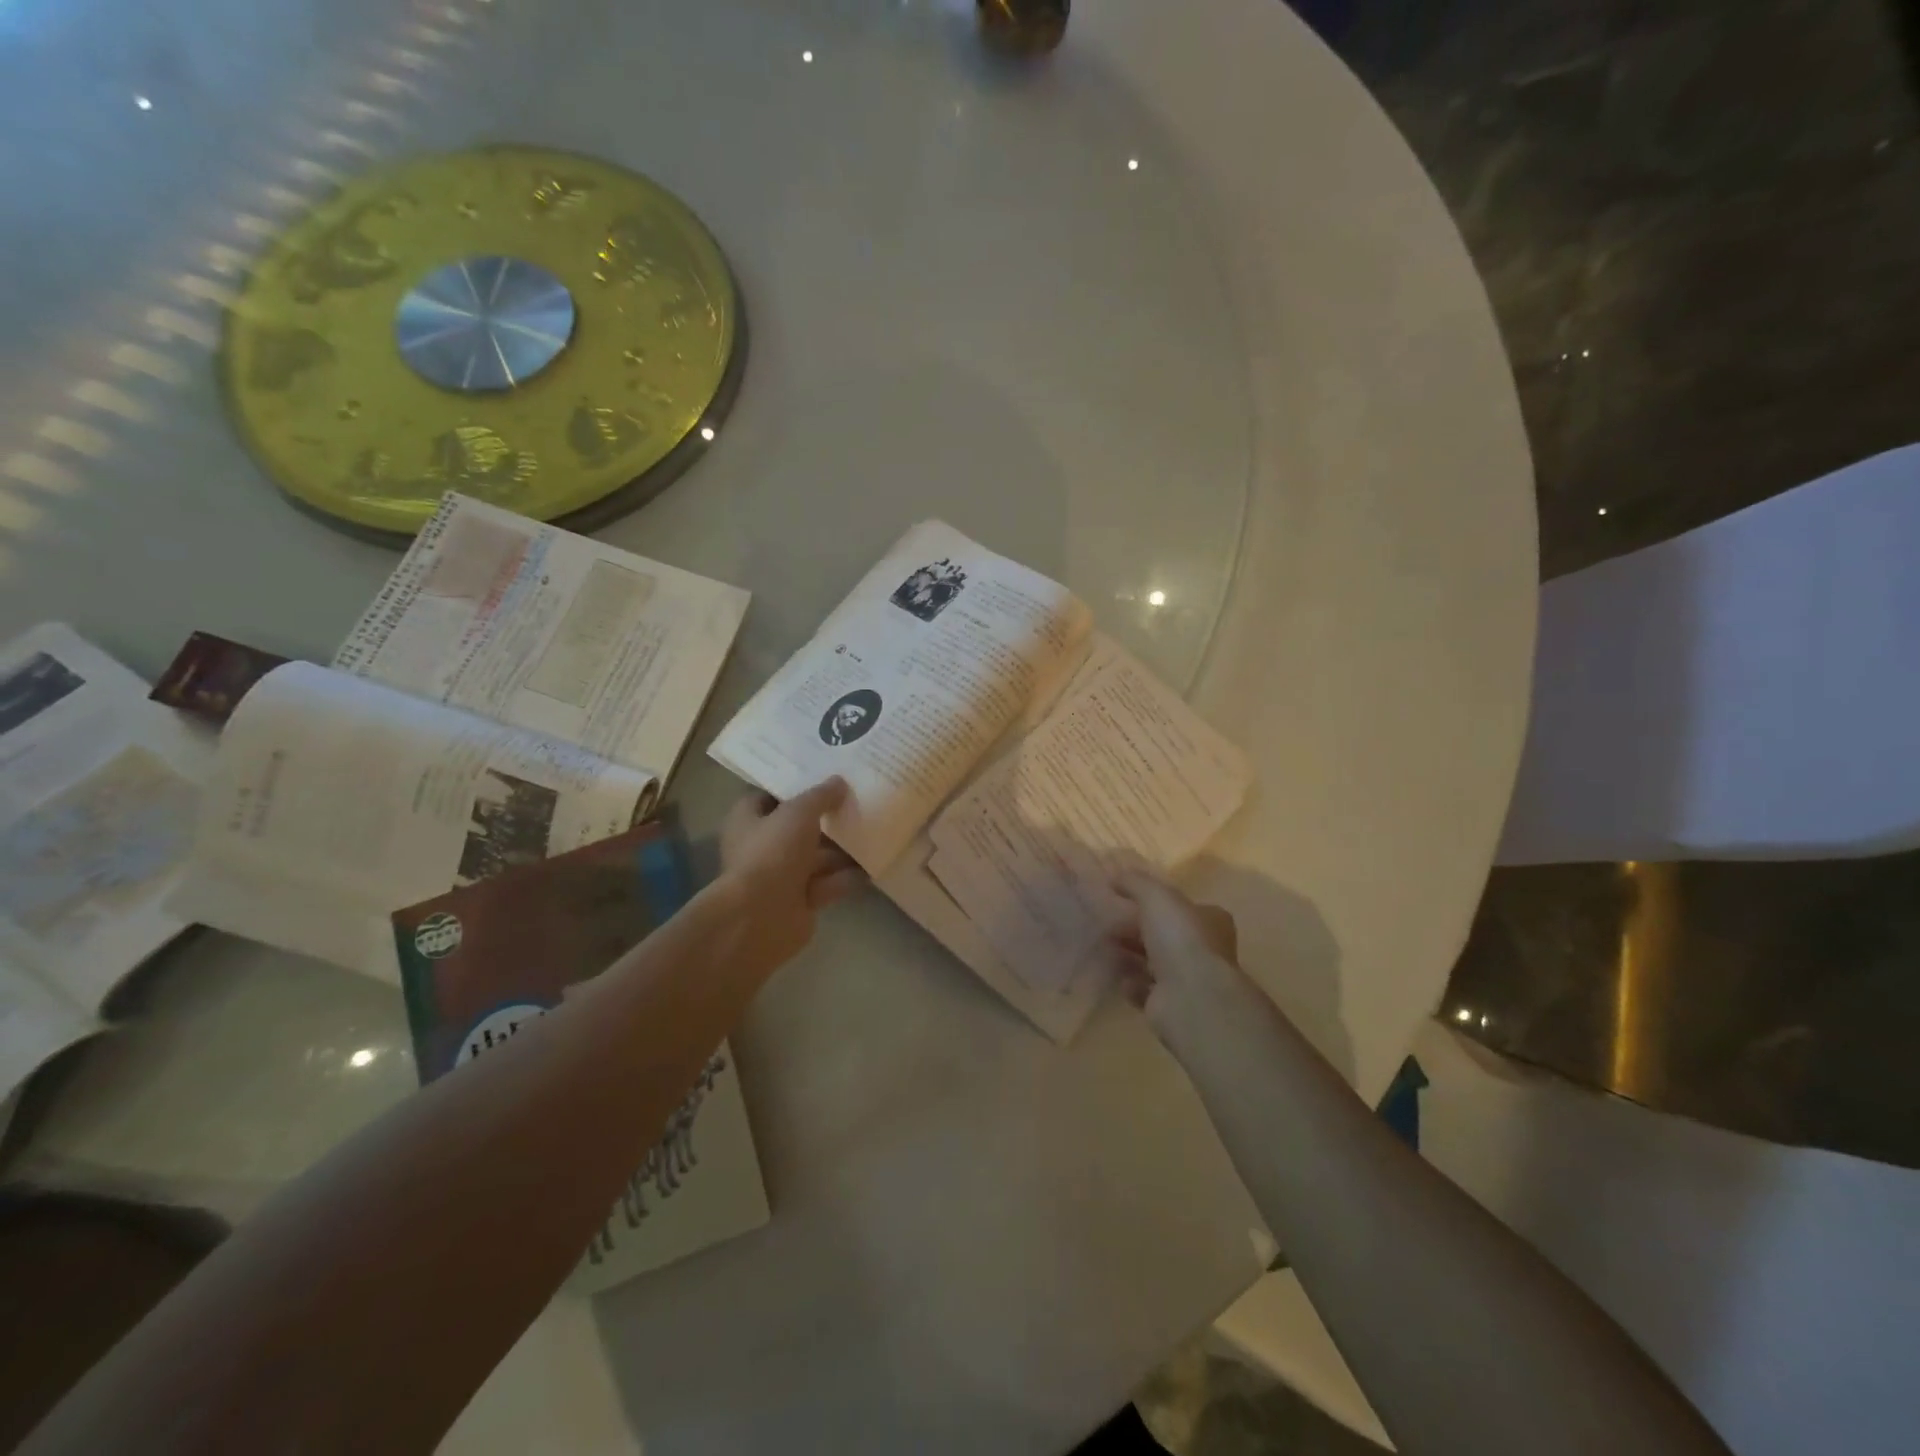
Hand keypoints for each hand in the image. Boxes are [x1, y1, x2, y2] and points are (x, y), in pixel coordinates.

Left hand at [717, 779, 865, 972]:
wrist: (762, 917)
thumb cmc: (772, 852)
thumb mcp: (799, 812)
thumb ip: (820, 796)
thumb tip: (838, 782)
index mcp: (748, 821)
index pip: (770, 796)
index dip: (794, 786)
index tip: (823, 776)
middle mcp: (762, 847)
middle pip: (798, 827)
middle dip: (826, 818)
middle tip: (857, 800)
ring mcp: (781, 876)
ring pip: (816, 857)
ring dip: (842, 848)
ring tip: (874, 829)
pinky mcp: (800, 901)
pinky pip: (828, 883)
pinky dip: (847, 876)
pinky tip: (874, 865)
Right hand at [1109, 872, 1248, 1042]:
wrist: (1190, 998)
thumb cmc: (1180, 938)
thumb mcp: (1156, 897)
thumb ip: (1136, 882)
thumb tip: (1115, 874)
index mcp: (1210, 921)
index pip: (1186, 907)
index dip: (1160, 902)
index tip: (1129, 898)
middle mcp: (1204, 950)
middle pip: (1166, 935)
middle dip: (1138, 928)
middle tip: (1108, 921)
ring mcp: (1189, 980)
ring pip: (1155, 962)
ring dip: (1130, 955)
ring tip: (1103, 944)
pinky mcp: (1171, 1005)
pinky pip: (1145, 989)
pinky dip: (1130, 983)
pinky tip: (1115, 975)